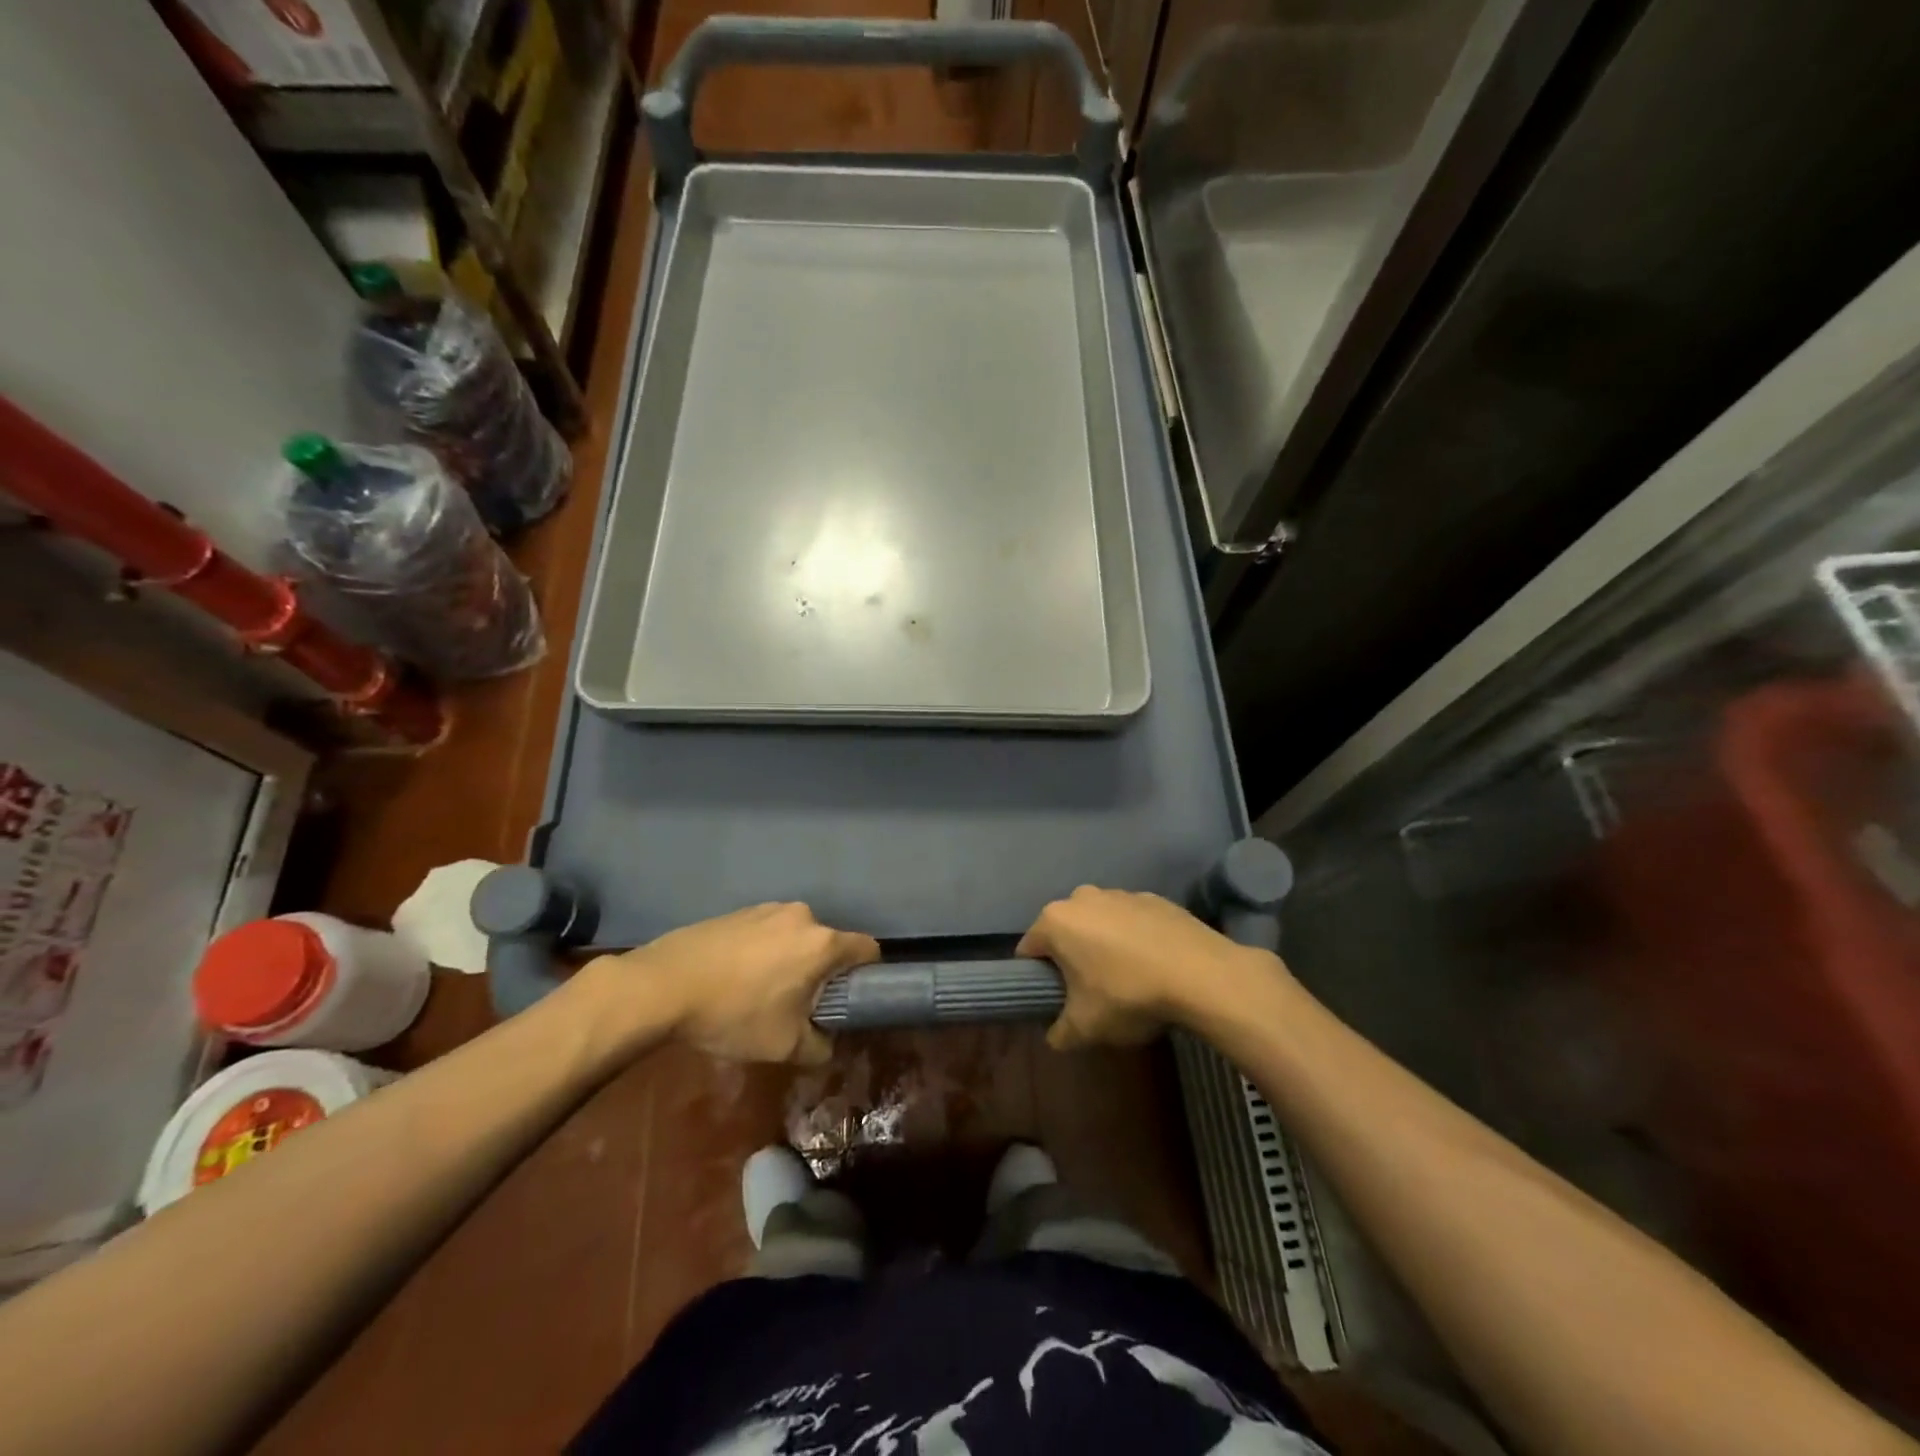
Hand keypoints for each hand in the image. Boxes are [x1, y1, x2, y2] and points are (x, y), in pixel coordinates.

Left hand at [587, 903, 879, 1064]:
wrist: (663, 985)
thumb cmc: (734, 1014)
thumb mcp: (783, 1046)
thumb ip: (818, 1047)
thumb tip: (827, 1044)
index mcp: (822, 943)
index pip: (868, 948)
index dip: (868, 974)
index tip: (851, 998)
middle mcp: (802, 916)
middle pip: (828, 943)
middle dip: (822, 972)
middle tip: (800, 1005)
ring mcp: (768, 908)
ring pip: (796, 937)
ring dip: (791, 960)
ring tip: (763, 993)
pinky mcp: (740, 911)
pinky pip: (768, 931)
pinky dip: (764, 952)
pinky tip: (736, 978)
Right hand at [1018, 886, 1274, 1049]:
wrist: (1202, 975)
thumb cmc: (1129, 996)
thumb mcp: (1085, 1028)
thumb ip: (1059, 1033)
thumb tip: (1055, 1035)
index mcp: (1056, 922)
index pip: (1029, 949)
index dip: (1036, 976)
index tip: (1054, 998)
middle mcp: (1082, 898)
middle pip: (1065, 932)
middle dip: (1071, 958)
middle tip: (1090, 992)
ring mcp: (1120, 893)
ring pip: (1099, 922)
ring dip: (1104, 945)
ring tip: (1128, 979)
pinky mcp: (1154, 898)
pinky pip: (1132, 920)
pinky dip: (1135, 938)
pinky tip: (1154, 965)